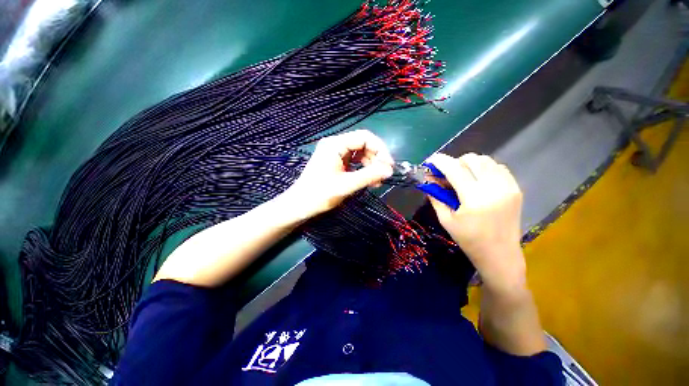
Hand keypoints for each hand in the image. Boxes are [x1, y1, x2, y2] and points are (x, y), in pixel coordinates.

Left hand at [282, 130, 393, 220]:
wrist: (300, 205)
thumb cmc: (320, 194)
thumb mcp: (346, 185)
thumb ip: (369, 176)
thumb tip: (390, 170)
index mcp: (335, 145)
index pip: (364, 137)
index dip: (380, 149)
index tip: (389, 165)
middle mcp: (335, 144)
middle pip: (363, 144)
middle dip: (376, 158)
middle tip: (384, 175)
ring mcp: (335, 153)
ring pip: (360, 153)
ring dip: (371, 165)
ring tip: (377, 181)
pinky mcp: (335, 162)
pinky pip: (354, 161)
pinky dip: (363, 169)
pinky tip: (368, 180)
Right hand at [425, 153, 525, 293]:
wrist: (500, 254)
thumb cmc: (469, 239)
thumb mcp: (445, 219)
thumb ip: (435, 197)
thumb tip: (427, 180)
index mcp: (474, 198)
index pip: (454, 169)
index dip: (440, 161)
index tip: (430, 161)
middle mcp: (494, 187)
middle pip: (471, 159)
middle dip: (454, 162)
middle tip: (446, 174)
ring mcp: (508, 186)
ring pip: (486, 160)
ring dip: (469, 164)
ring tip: (461, 176)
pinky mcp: (515, 188)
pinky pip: (498, 167)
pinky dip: (484, 168)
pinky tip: (477, 179)